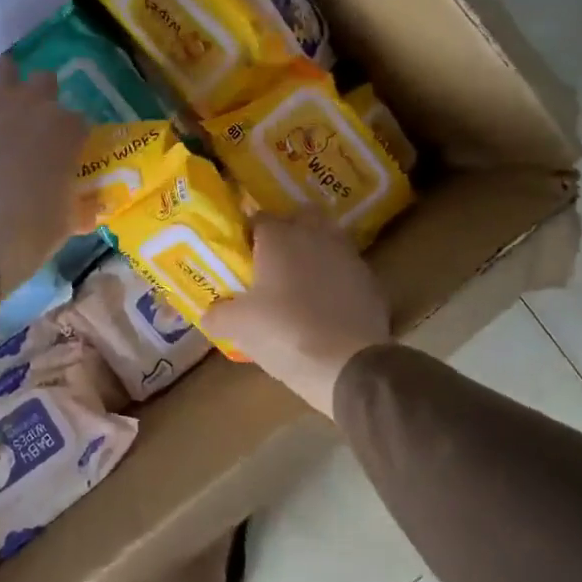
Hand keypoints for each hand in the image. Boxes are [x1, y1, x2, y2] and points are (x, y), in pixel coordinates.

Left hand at [0, 56, 89, 289]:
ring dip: (4, 84)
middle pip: (44, 82)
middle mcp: (34, 105)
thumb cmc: (33, 232)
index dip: (71, 137)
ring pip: (3, 67)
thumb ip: (82, 207)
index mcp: (68, 130)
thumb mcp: (69, 222)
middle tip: (32, 128)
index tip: (64, 154)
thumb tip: (92, 209)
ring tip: (0, 108)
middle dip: (41, 99)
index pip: (78, 121)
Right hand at [204, 212, 389, 416]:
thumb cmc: (283, 332)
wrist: (347, 364)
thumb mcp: (238, 327)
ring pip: (329, 240)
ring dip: (316, 252)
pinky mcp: (371, 282)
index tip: (241, 254)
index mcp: (280, 238)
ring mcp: (348, 257)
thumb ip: (218, 314)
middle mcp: (316, 236)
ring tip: (301, 280)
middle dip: (289, 230)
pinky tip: (327, 305)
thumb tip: (209, 314)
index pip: (260, 218)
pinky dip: (337, 280)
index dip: (249, 233)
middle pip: (301, 217)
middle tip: (274, 258)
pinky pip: (348, 271)